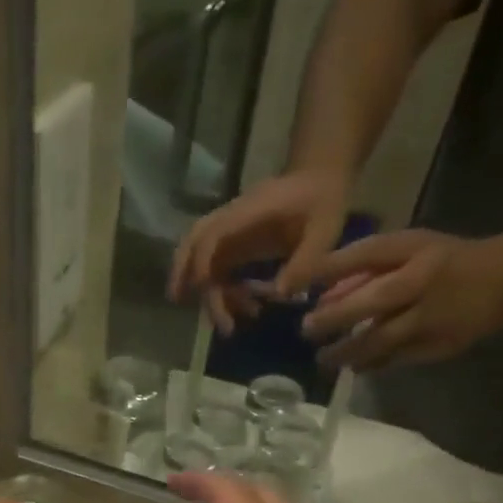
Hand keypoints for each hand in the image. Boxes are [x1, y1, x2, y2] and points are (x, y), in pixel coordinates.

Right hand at [168, 170, 349, 334]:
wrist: (322, 179)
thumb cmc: (324, 200)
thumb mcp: (325, 229)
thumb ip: (305, 261)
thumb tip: (280, 294)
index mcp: (250, 211)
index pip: (213, 233)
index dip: (202, 260)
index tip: (202, 287)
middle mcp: (234, 221)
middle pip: (193, 241)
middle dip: (181, 270)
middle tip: (177, 300)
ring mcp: (233, 234)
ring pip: (201, 259)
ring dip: (204, 292)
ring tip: (226, 324)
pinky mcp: (237, 245)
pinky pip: (220, 270)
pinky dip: (225, 293)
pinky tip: (246, 310)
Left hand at [299, 229, 502, 369]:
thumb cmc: (444, 262)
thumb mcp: (409, 250)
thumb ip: (365, 269)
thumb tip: (322, 295)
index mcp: (416, 250)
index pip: (367, 253)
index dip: (330, 268)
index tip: (296, 284)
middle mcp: (423, 281)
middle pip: (372, 302)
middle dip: (333, 318)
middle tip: (307, 330)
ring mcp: (431, 317)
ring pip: (380, 339)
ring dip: (346, 352)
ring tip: (324, 358)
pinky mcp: (436, 346)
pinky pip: (393, 360)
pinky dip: (369, 364)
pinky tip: (353, 366)